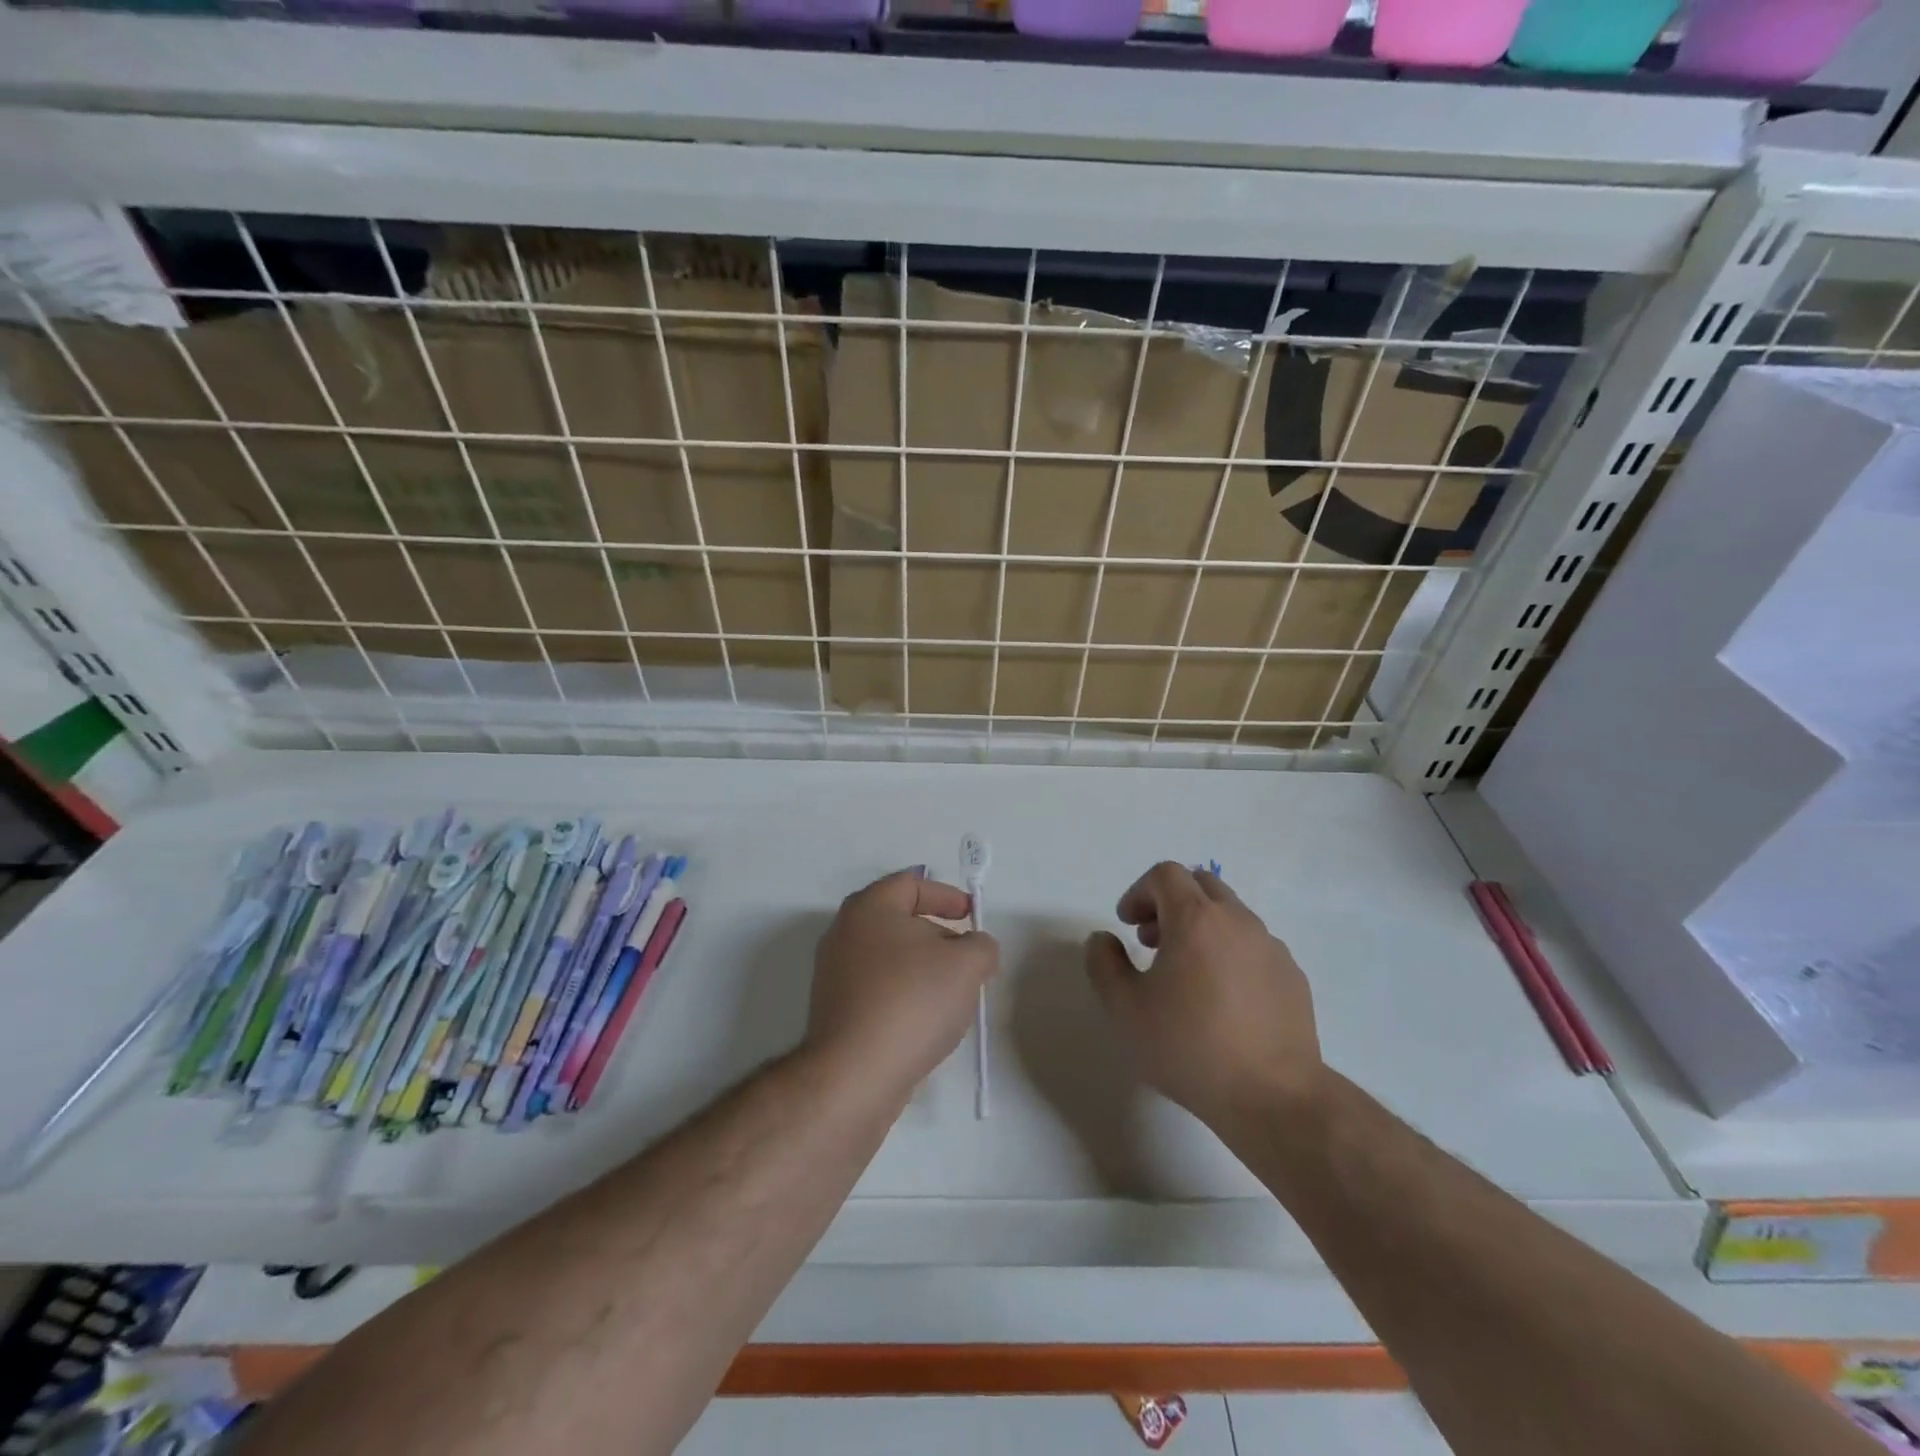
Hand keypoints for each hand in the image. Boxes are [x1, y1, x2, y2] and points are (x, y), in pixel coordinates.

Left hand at [806, 870, 999, 1096]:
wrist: (854, 1075)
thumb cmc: (911, 1002)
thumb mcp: (966, 965)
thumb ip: (981, 946)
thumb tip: (975, 948)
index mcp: (869, 908)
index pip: (911, 883)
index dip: (947, 895)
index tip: (972, 917)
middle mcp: (844, 933)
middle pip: (900, 921)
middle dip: (939, 935)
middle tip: (968, 958)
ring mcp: (835, 974)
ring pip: (890, 958)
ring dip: (924, 969)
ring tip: (953, 994)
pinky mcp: (835, 1011)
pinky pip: (878, 989)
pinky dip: (905, 994)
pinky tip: (926, 1021)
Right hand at [1084, 862, 1320, 1128]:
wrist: (1274, 1097)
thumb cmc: (1190, 1047)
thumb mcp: (1125, 1009)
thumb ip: (1104, 964)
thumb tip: (1104, 939)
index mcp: (1196, 918)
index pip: (1166, 874)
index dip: (1139, 892)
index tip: (1126, 925)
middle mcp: (1237, 920)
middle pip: (1201, 884)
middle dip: (1170, 902)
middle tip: (1152, 940)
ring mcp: (1271, 947)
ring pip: (1230, 914)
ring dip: (1201, 927)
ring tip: (1186, 973)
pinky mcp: (1293, 976)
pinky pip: (1254, 945)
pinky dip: (1230, 952)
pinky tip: (1222, 999)